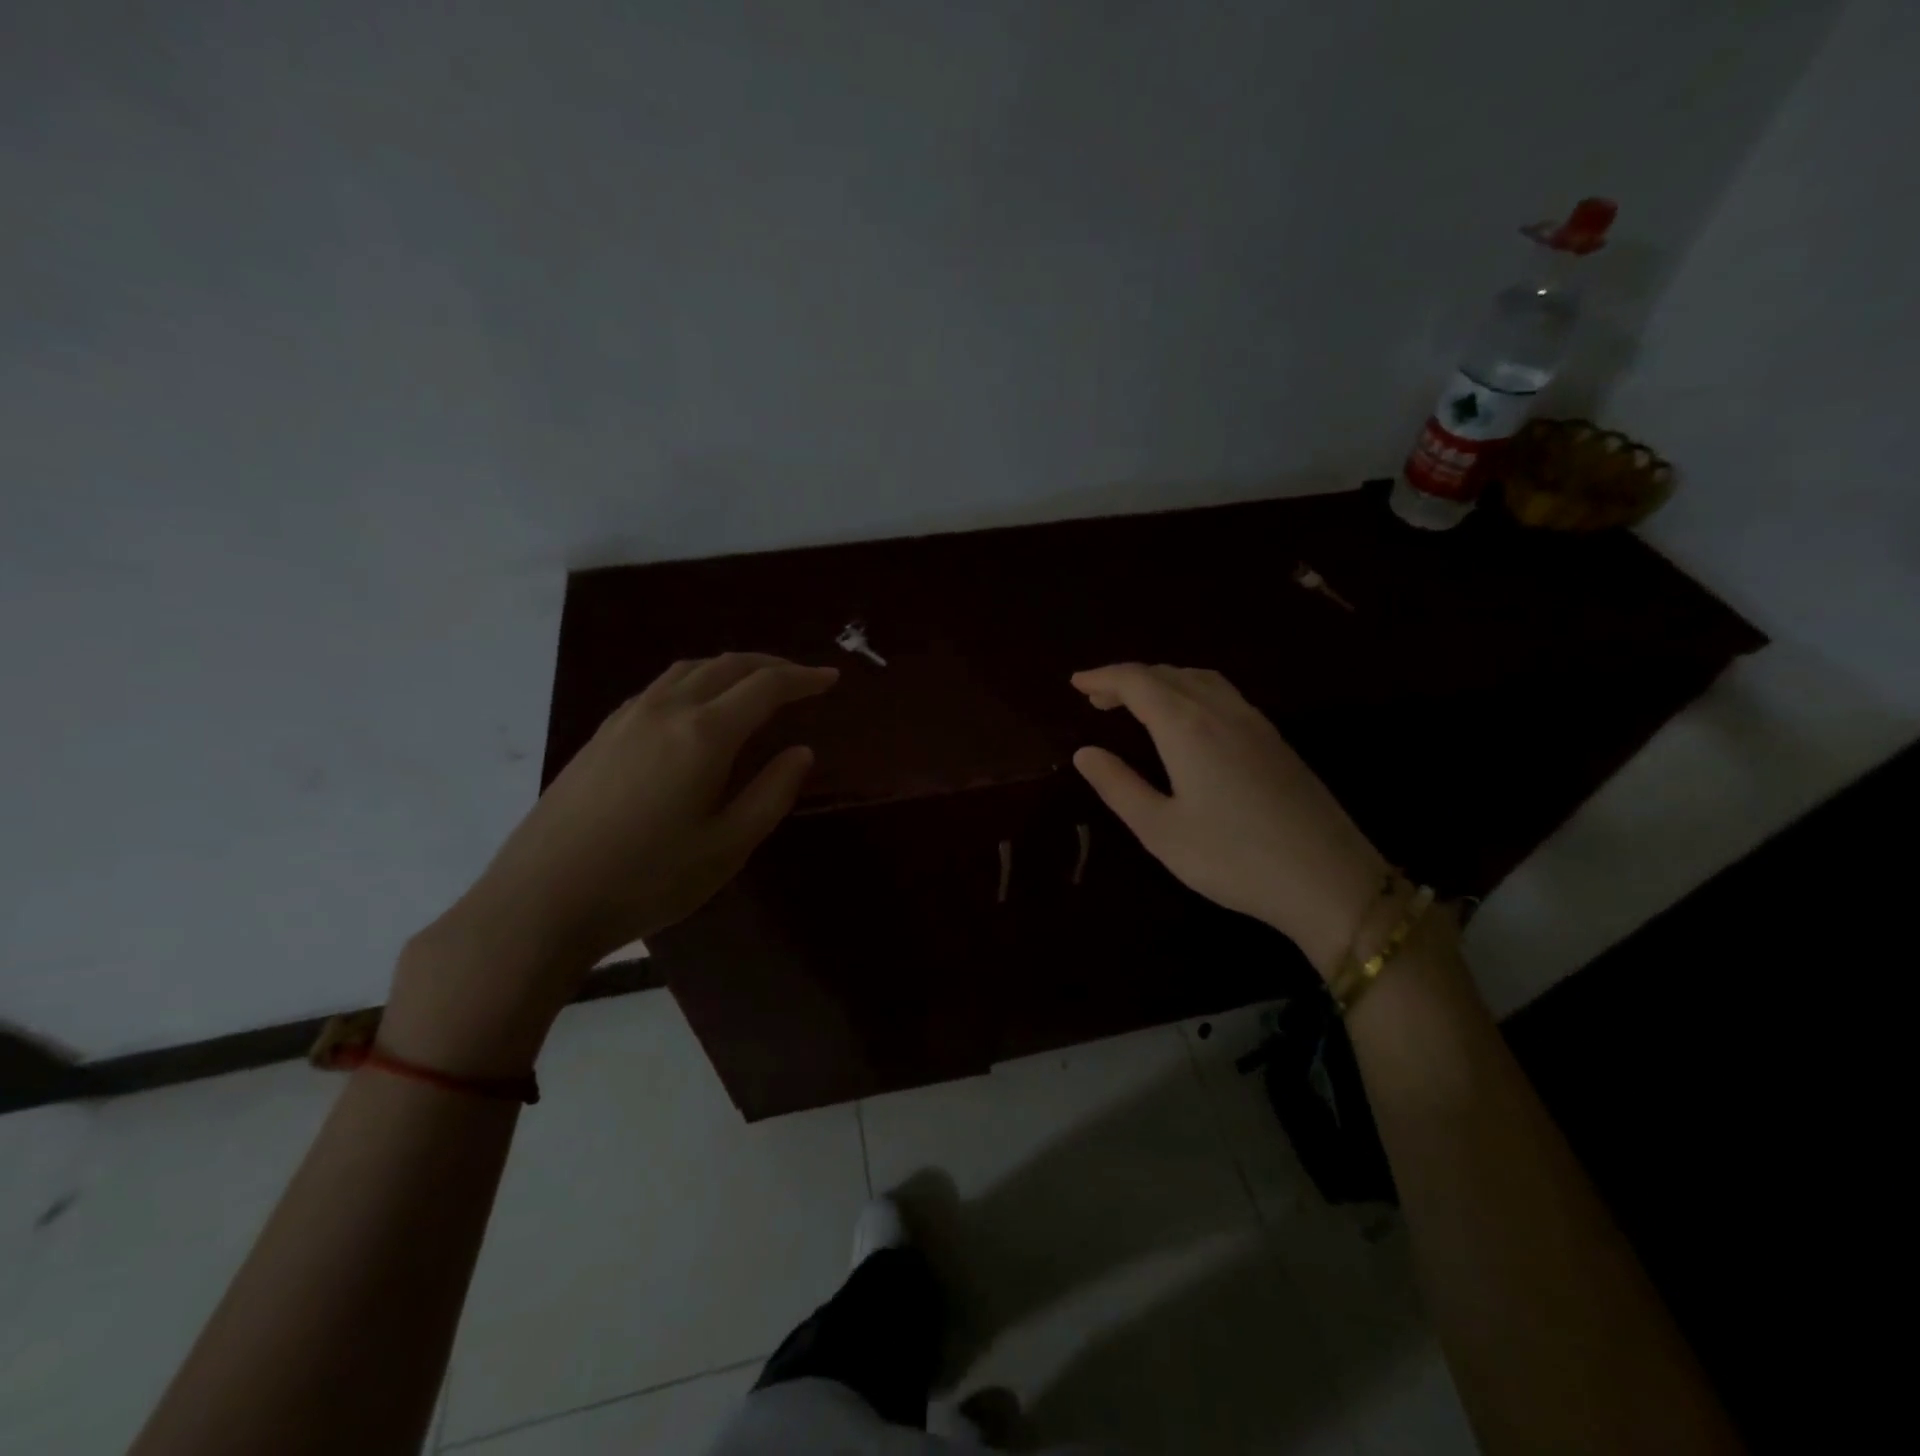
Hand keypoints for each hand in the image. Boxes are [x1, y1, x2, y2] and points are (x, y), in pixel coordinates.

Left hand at [383, 653, 837, 1074]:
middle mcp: (665, 710)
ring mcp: (626, 719)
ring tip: (755, 684)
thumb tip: (801, 752)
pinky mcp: (601, 735)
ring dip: (730, 668)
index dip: (803, 678)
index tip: (831, 679)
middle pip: (727, 666)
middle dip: (771, 665)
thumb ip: (772, 793)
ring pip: (689, 671)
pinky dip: (695, 681)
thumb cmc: (648, 879)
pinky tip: (698, 708)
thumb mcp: (728, 846)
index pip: (766, 687)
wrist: (542, 900)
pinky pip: (660, 687)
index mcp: (704, 734)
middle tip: (801, 678)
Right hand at [1070, 664, 1387, 976]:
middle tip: (1096, 697)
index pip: (1137, 682)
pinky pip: (1223, 694)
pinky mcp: (1276, 740)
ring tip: (1137, 702)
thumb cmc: (1233, 858)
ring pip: (1200, 679)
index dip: (1103, 677)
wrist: (1329, 879)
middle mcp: (1221, 711)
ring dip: (1162, 681)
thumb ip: (1118, 786)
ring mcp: (1255, 722)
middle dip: (1128, 679)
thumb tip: (1084, 752)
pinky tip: (1188, 719)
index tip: (1075, 682)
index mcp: (1187, 727)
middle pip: (1168, 674)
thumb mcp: (1161, 829)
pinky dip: (1191, 691)